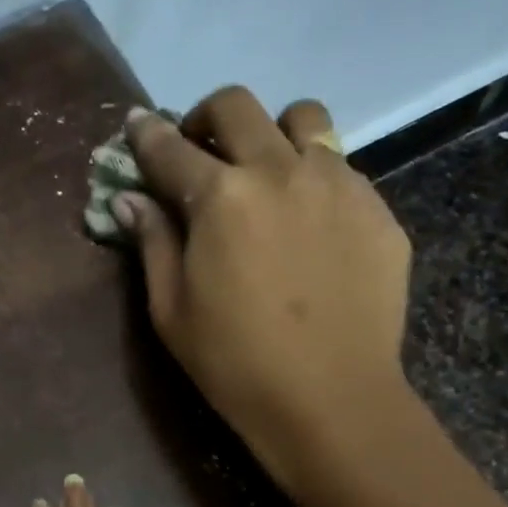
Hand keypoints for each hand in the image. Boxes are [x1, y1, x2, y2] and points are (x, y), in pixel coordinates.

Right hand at [115, 87, 415, 493]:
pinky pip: (341, 167)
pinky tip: (308, 223)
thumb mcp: (171, 311)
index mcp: (220, 198)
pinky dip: (313, 177)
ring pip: (304, 119)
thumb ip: (152, 244)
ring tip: (265, 171)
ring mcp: (337, 183)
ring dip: (272, 132)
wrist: (330, 399)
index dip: (146, 135)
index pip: (170, 149)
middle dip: (206, 116)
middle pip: (237, 107)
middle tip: (198, 147)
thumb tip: (130, 200)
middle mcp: (279, 171)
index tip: (135, 123)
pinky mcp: (377, 208)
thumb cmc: (233, 363)